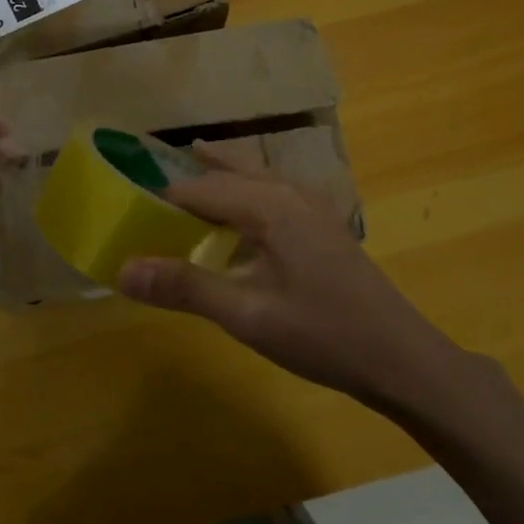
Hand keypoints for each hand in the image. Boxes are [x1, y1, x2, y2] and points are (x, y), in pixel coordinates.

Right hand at [116, 152, 499, 428]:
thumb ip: (184, 287)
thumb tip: (121, 270)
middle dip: (187, 179)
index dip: (159, 199)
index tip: (127, 214)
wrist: (402, 358)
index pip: (198, 188)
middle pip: (225, 173)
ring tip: (188, 166)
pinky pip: (272, 191)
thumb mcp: (247, 315)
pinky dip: (244, 190)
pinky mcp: (324, 222)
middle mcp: (289, 192)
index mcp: (268, 205)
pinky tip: (238, 212)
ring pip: (252, 176)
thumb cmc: (322, 335)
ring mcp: (312, 204)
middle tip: (147, 186)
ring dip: (218, 176)